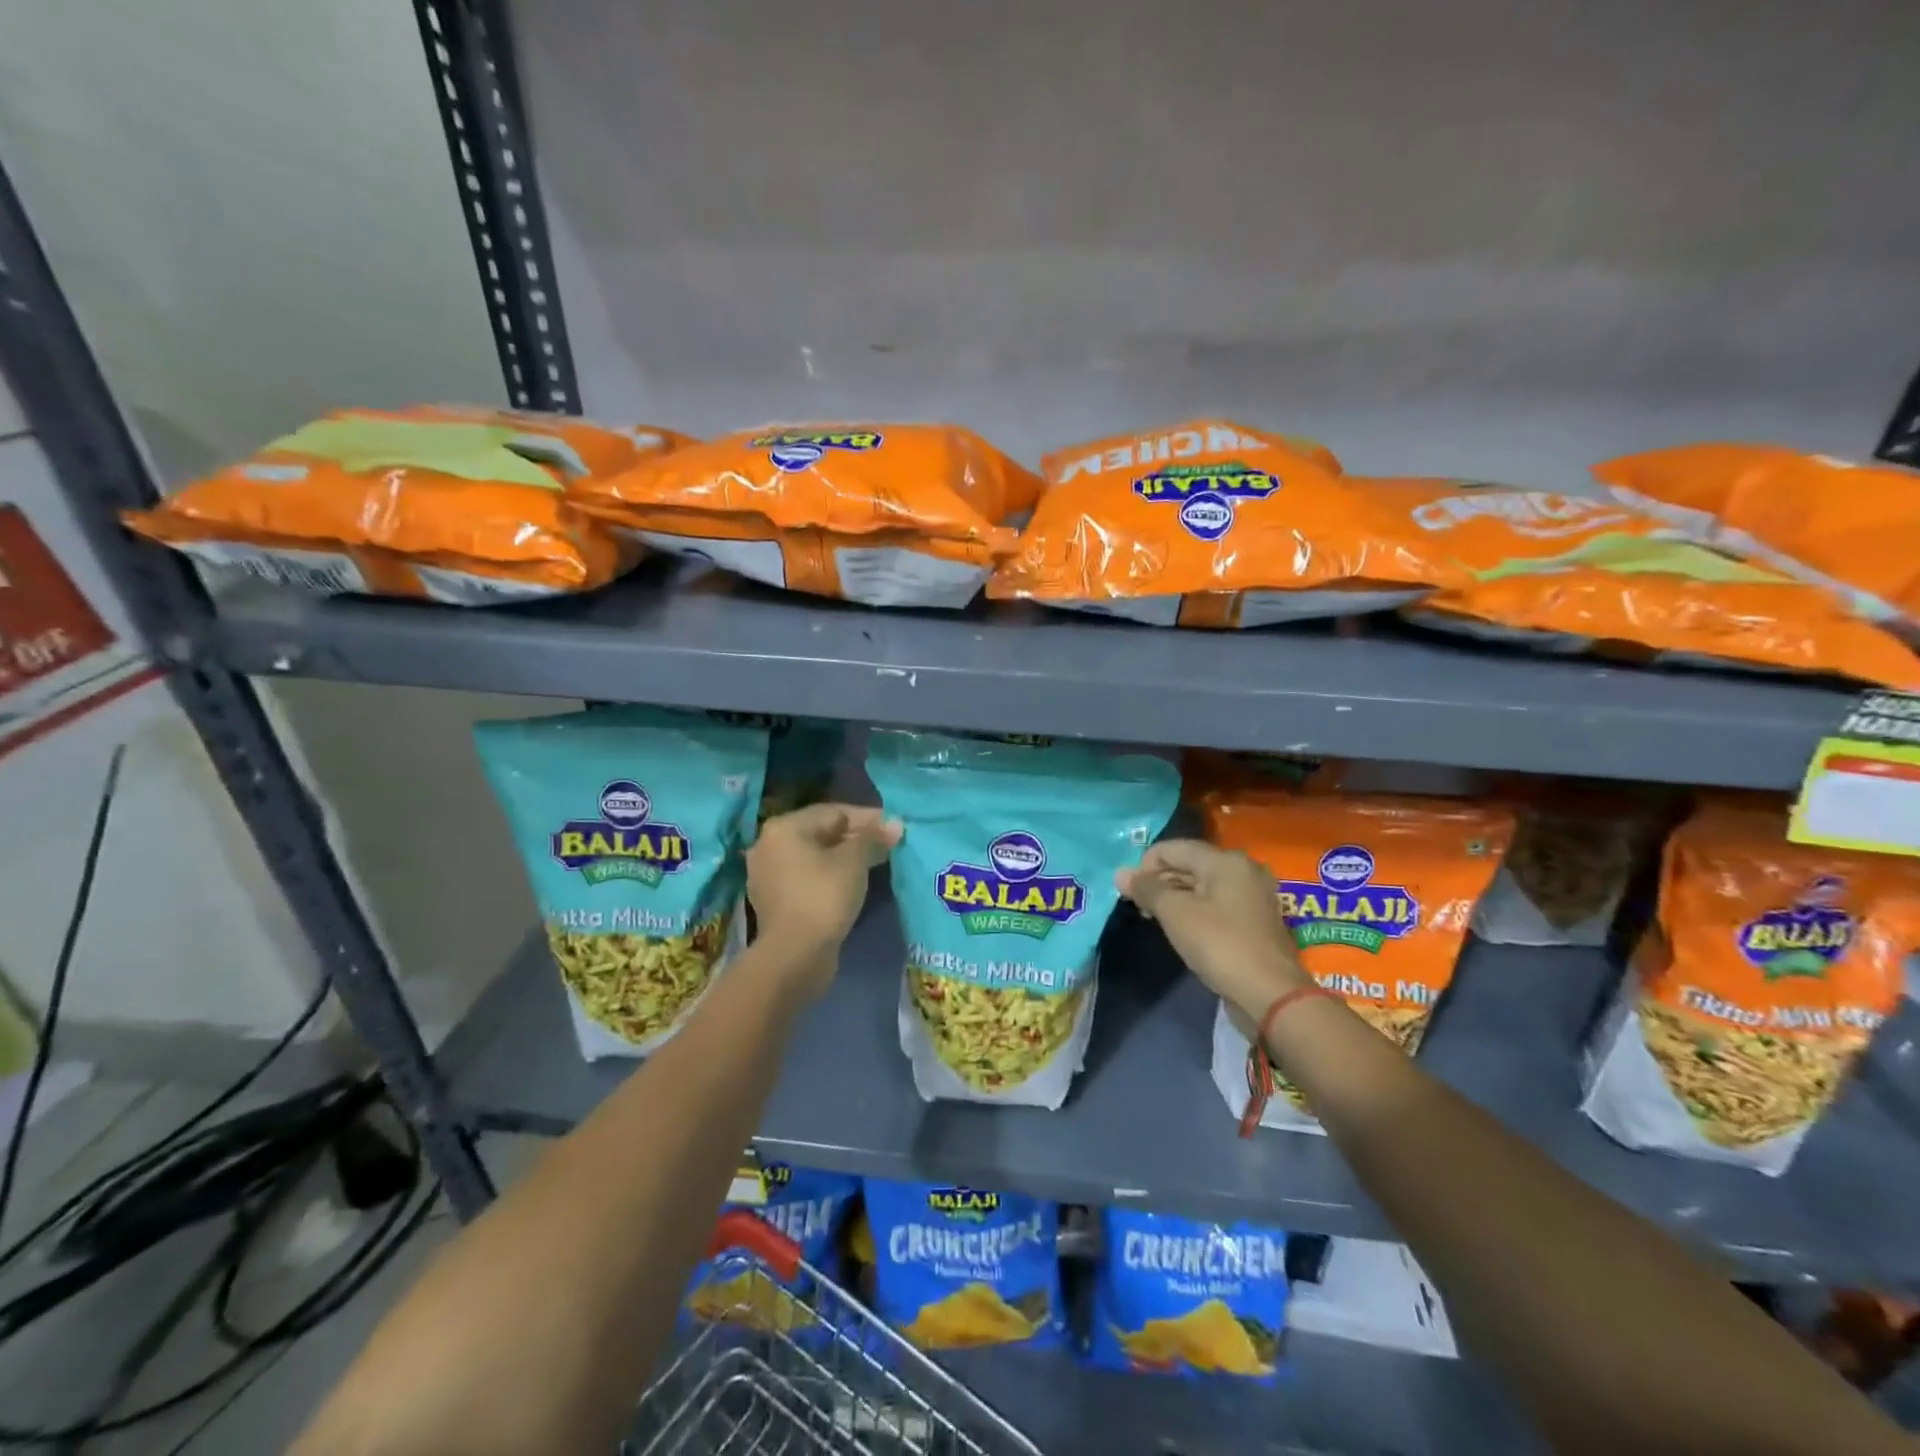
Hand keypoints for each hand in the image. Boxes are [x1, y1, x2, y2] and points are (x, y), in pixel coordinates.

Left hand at [747, 803, 899, 971]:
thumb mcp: (854, 861)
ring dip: (845, 857)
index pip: (833, 812)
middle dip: (857, 837)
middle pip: (822, 832)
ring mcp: (768, 874)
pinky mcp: (775, 900)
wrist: (794, 955)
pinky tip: (853, 882)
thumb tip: (895, 824)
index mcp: (784, 828)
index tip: (894, 826)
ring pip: (815, 856)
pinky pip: (808, 877)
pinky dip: (830, 875)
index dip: (868, 817)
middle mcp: (769, 845)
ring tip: (876, 862)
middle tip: (888, 844)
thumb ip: (873, 838)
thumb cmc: (824, 896)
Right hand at [1116, 839, 1308, 1018]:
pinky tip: (1183, 929)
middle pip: (1189, 864)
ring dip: (1176, 897)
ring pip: (1203, 885)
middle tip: (1140, 907)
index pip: (1173, 848)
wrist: (1271, 995)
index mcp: (1225, 860)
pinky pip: (1217, 903)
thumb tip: (1121, 873)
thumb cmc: (1220, 945)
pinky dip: (1196, 910)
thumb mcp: (1175, 914)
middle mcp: (1243, 869)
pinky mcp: (1256, 920)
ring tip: (1156, 919)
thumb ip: (1147, 889)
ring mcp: (1254, 895)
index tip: (1129, 892)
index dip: (1145, 865)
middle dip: (1160, 881)